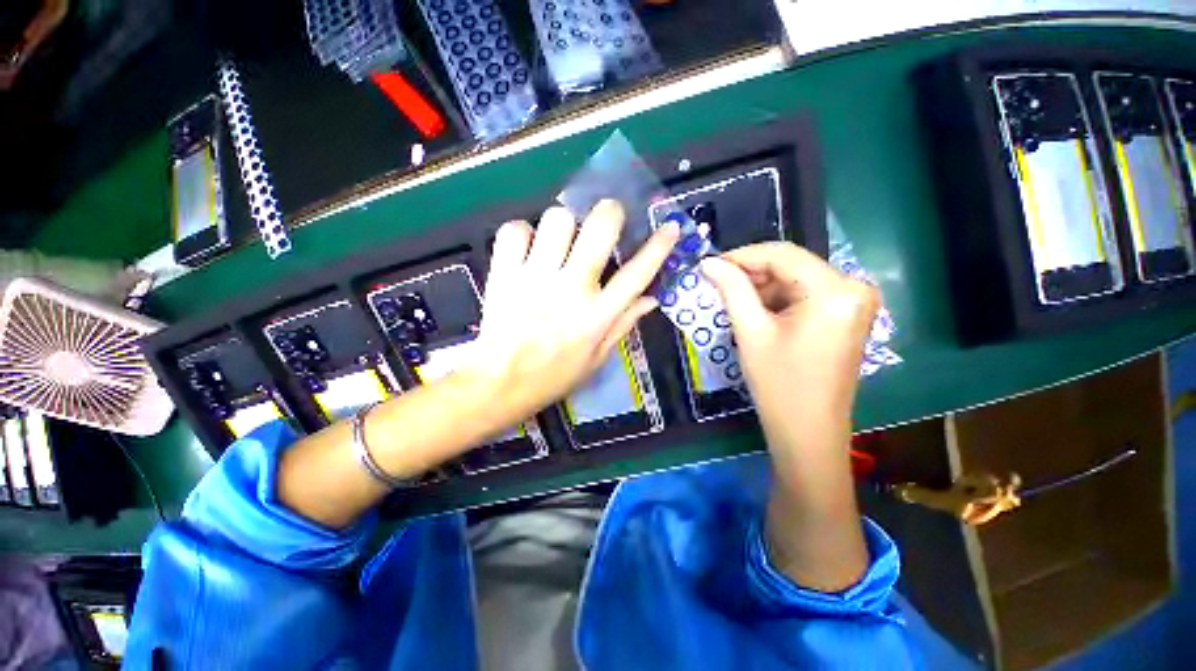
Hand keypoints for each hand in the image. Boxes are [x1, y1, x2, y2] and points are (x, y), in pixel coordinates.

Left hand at [463, 199, 679, 425]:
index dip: (658, 246)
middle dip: (610, 212)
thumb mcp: (597, 358)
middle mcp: (571, 289)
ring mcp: (535, 278)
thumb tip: (651, 298)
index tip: (669, 226)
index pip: (637, 273)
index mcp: (597, 315)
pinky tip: (527, 249)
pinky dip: (523, 233)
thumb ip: (624, 324)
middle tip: (607, 217)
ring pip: (558, 220)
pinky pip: (515, 230)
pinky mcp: (504, 273)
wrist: (500, 384)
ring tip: (560, 239)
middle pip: (599, 229)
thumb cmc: (554, 375)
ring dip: (564, 224)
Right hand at [700, 243, 878, 450]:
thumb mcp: (751, 332)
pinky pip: (805, 295)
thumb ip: (731, 289)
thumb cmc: (779, 384)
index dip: (741, 255)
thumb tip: (709, 262)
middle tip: (716, 283)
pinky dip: (777, 299)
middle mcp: (853, 288)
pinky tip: (755, 312)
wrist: (808, 431)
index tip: (710, 265)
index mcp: (835, 290)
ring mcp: (854, 302)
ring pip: (796, 279)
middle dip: (751, 273)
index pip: (782, 254)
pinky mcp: (846, 316)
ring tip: (730, 300)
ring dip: (762, 287)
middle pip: (792, 265)